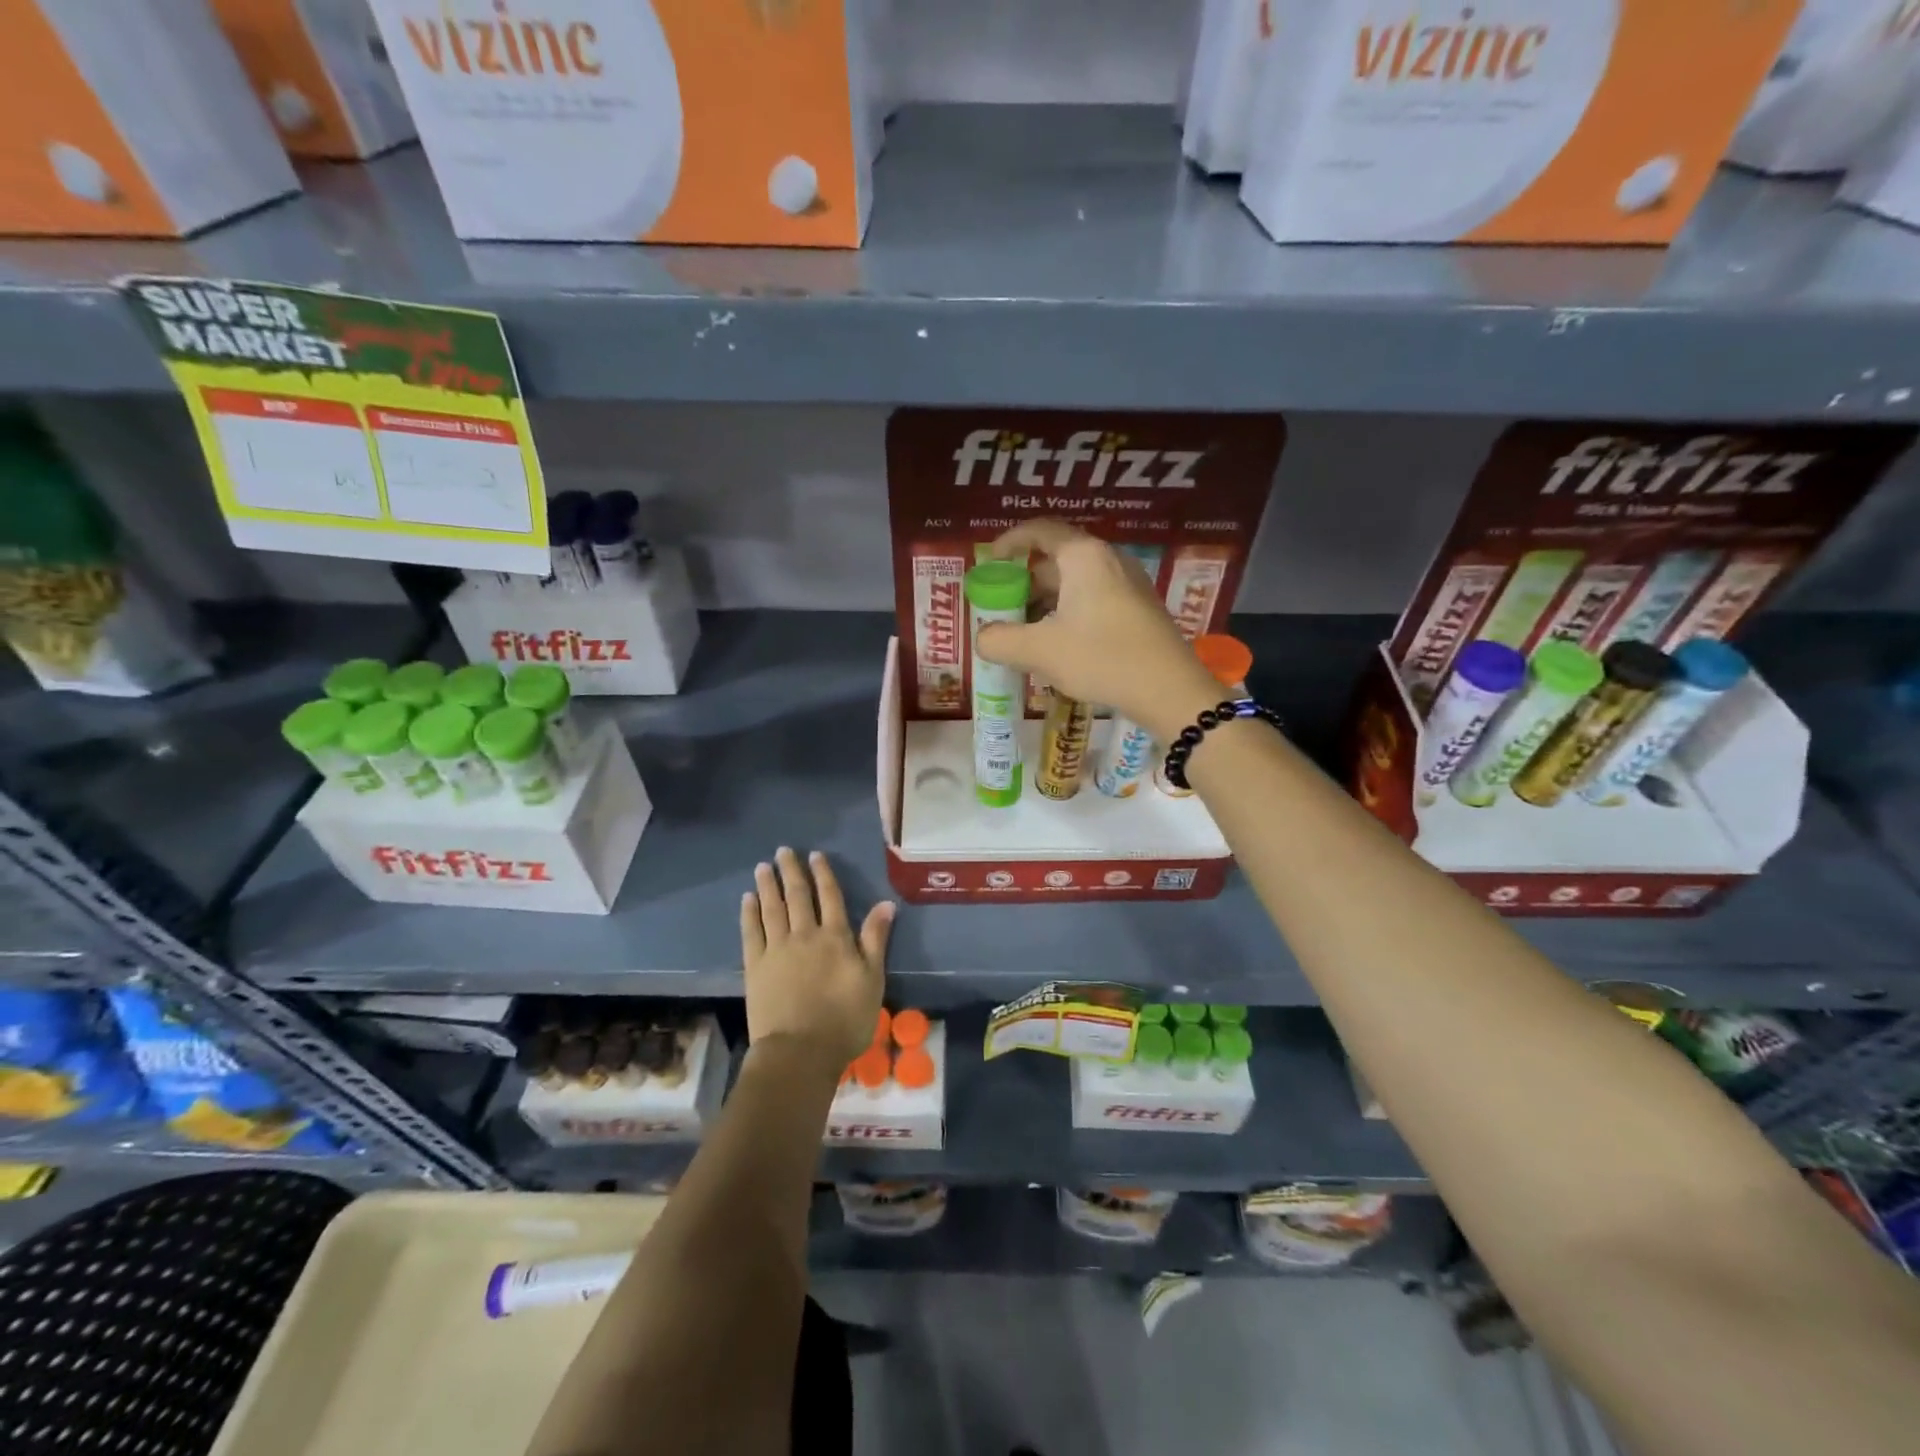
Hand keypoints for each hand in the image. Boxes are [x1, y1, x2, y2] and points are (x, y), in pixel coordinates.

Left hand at [741, 847, 892, 1071]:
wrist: (800, 1052)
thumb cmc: (845, 1019)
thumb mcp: (872, 980)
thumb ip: (875, 940)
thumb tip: (885, 904)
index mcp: (835, 937)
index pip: (829, 896)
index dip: (822, 874)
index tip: (815, 855)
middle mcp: (805, 935)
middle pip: (797, 896)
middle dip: (791, 871)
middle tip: (782, 851)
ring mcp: (777, 949)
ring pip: (772, 908)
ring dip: (767, 885)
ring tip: (762, 867)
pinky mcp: (755, 966)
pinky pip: (751, 932)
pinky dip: (749, 913)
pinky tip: (747, 899)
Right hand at [975, 519, 1223, 738]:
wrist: (1170, 690)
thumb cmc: (1102, 658)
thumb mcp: (1040, 651)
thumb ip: (1000, 640)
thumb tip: (982, 638)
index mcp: (1083, 557)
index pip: (1040, 531)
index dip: (1009, 541)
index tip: (989, 561)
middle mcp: (1108, 560)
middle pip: (1056, 559)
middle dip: (1024, 582)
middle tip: (1001, 608)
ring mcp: (1129, 584)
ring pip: (1076, 584)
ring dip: (1046, 603)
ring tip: (1024, 632)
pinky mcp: (1139, 610)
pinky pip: (1094, 600)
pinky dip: (1068, 614)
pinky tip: (1058, 646)